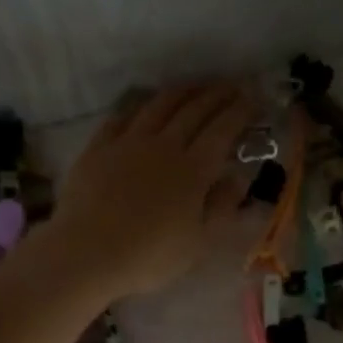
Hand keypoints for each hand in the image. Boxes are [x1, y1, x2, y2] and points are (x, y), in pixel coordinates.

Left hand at [53, 83, 257, 297]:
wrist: (88, 253)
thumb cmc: (150, 257)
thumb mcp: (198, 243)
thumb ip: (222, 208)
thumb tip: (238, 178)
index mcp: (193, 170)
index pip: (223, 130)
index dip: (241, 111)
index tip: (254, 99)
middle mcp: (164, 146)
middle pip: (194, 110)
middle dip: (217, 94)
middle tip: (232, 86)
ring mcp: (128, 142)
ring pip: (159, 104)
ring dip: (182, 91)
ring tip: (195, 86)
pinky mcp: (99, 147)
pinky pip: (122, 116)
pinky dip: (140, 105)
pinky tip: (145, 104)